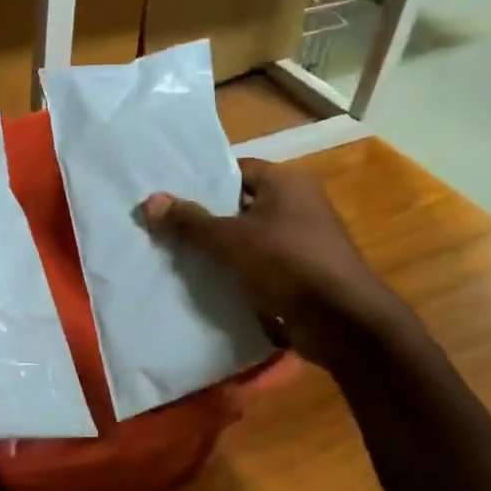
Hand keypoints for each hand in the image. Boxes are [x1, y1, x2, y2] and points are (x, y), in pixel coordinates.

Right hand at [141, 158, 408, 366]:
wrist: (341, 320)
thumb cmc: (286, 263)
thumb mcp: (230, 239)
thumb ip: (189, 221)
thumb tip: (148, 202)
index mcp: (286, 181)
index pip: (235, 171)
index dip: (202, 184)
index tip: (169, 200)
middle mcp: (298, 202)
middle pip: (240, 205)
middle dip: (205, 220)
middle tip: (165, 230)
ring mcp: (303, 239)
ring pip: (249, 237)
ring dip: (220, 250)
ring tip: (177, 258)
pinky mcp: (302, 271)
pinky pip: (261, 264)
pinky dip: (238, 272)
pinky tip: (207, 283)